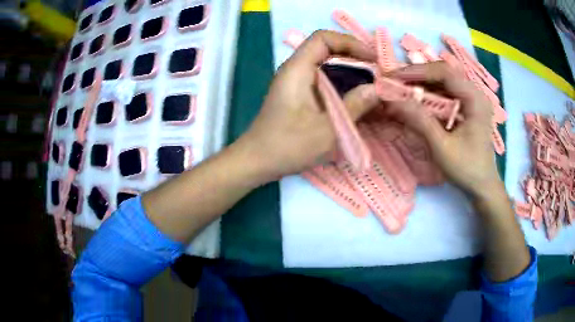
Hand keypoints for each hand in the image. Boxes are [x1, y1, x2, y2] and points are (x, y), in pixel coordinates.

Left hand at [240, 30, 379, 179]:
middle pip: (327, 50)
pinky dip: (342, 85)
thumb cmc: (288, 146)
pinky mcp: (300, 95)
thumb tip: (376, 89)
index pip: (323, 39)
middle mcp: (296, 70)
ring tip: (373, 86)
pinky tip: (357, 99)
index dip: (350, 43)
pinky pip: (324, 81)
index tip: (372, 58)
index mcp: (297, 69)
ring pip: (327, 67)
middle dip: (355, 57)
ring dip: (351, 73)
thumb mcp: (327, 129)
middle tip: (378, 73)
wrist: (257, 161)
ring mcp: (297, 83)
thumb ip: (354, 106)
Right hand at [385, 62, 501, 197]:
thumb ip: (419, 120)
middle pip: (443, 74)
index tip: (394, 77)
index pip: (444, 73)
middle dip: (417, 76)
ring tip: (401, 90)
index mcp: (475, 99)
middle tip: (394, 82)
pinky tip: (416, 100)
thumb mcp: (442, 146)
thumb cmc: (467, 169)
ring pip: (443, 83)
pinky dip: (429, 95)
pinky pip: (445, 94)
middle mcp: (474, 93)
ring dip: (422, 85)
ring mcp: (471, 100)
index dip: (418, 71)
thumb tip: (391, 100)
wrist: (482, 186)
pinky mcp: (467, 108)